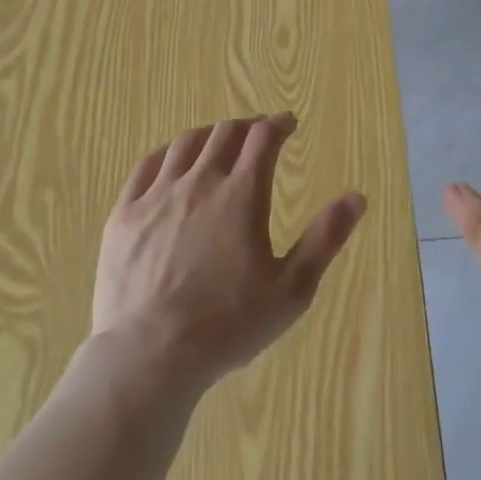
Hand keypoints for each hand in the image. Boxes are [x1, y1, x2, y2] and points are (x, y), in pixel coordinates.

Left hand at [90, 114, 365, 393]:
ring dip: (209, 134)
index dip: (278, 124)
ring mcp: (156, 196)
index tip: (288, 123)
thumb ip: (325, 238)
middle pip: (224, 133)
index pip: (262, 139)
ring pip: (185, 144)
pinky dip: (166, 153)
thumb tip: (357, 197)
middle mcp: (199, 183)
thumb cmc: (227, 325)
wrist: (148, 356)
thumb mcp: (291, 289)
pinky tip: (171, 160)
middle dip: (247, 126)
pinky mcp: (123, 215)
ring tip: (219, 140)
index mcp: (241, 196)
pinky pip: (145, 166)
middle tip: (258, 133)